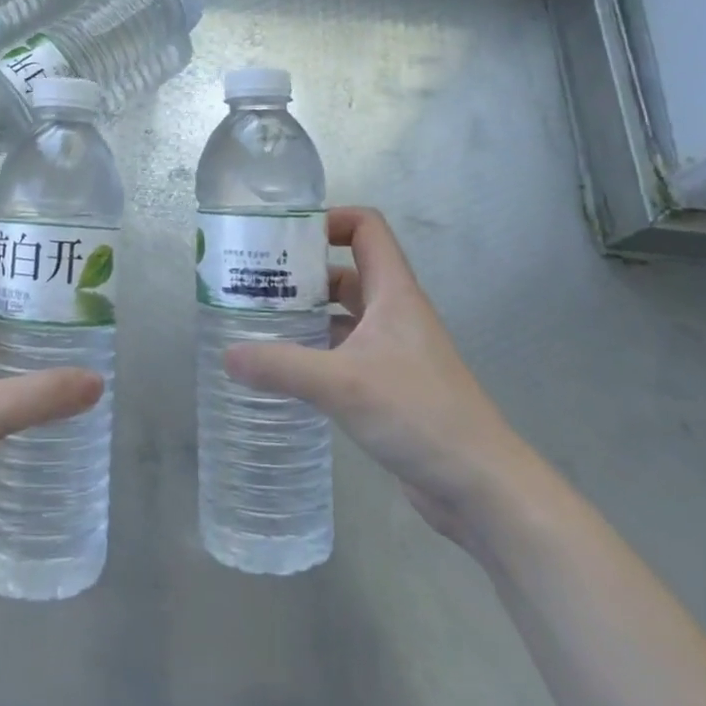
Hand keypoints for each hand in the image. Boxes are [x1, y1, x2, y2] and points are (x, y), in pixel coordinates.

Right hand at [225, 207, 532, 543]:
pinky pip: (345, 353)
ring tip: (257, 323)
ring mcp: (393, 351)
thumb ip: (281, 366)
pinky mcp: (389, 386)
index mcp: (393, 293)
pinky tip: (283, 369)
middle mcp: (394, 314)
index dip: (328, 220)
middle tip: (253, 283)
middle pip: (345, 272)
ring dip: (306, 315)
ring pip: (343, 315)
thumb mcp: (342, 384)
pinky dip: (315, 352)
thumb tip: (226, 355)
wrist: (479, 485)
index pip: (366, 228)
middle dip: (301, 272)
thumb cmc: (418, 414)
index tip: (283, 236)